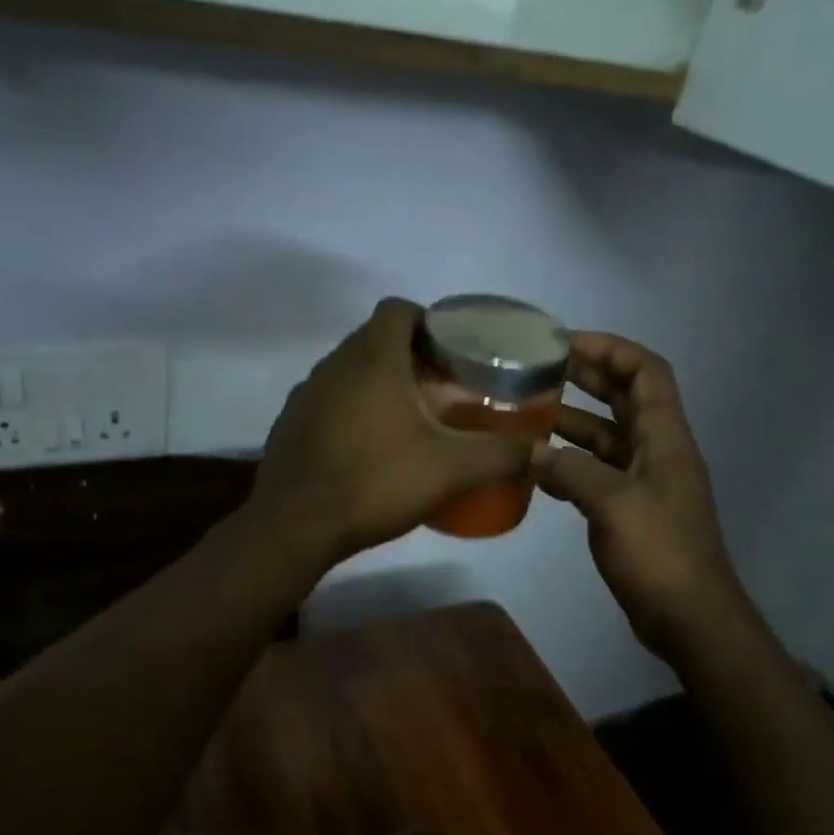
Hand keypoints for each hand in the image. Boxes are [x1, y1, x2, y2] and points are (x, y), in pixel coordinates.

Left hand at [253, 299, 531, 562]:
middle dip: (409, 355)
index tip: (451, 349)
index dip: (427, 319)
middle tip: (441, 386)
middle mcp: (333, 365)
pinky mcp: (290, 423)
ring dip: (379, 383)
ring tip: (410, 417)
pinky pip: (328, 400)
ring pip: (349, 370)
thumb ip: (499, 455)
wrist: (294, 525)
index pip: (397, 308)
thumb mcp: (449, 470)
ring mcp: (305, 394)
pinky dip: (352, 409)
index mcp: (372, 358)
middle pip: (374, 339)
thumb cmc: (374, 481)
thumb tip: (543, 451)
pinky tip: (370, 447)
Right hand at [534, 333, 747, 662]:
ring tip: (527, 412)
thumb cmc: (659, 552)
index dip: (611, 349)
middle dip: (587, 377)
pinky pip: (597, 471)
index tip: (566, 342)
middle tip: (539, 369)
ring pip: (607, 435)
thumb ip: (570, 470)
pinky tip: (536, 465)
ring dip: (573, 419)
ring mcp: (644, 481)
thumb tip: (530, 452)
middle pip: (624, 398)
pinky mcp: (630, 509)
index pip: (646, 372)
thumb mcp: (612, 503)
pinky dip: (569, 461)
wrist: (688, 616)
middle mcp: (657, 450)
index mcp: (664, 437)